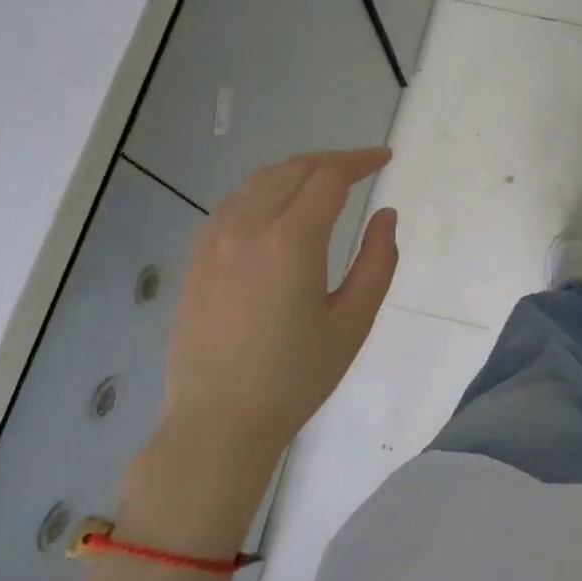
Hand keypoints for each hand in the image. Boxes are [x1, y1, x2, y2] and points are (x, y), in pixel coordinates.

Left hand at [128, 149, 396, 551]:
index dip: (360, 161)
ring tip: (323, 183)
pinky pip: (234, 204)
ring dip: (296, 172)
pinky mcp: (196, 258)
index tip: (384, 159)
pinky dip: (264, 192)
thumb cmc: (296, 377)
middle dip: (330, 162)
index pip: (329, 177)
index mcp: (291, 242)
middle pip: (292, 169)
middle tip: (360, 169)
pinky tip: (278, 211)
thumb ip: (377, 261)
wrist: (219, 422)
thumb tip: (385, 215)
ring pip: (258, 181)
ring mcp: (214, 240)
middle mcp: (247, 227)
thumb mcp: (353, 322)